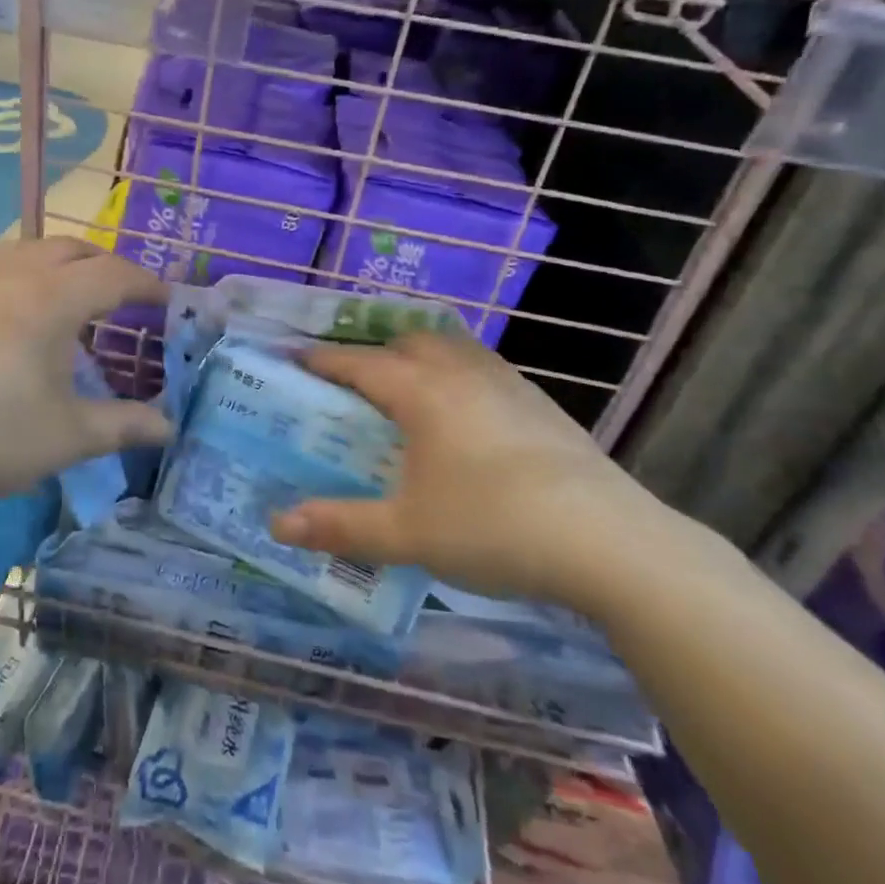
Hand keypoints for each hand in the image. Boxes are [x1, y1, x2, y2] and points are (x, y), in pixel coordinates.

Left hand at [0, 238, 171, 513]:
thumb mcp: (67, 436)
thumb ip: (124, 425)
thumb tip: (170, 428)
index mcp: (52, 298)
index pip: (115, 274)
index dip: (148, 284)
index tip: (169, 300)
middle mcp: (14, 272)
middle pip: (75, 249)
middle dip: (108, 267)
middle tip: (126, 301)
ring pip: (32, 249)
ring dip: (65, 265)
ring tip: (75, 303)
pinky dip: (27, 274)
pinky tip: (19, 314)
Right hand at [268, 334, 691, 616]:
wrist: (608, 542)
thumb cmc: (493, 527)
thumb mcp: (406, 533)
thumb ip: (340, 526)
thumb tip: (277, 525)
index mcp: (422, 392)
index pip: (359, 363)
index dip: (322, 360)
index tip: (293, 357)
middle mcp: (462, 373)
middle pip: (409, 341)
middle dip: (376, 352)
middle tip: (355, 383)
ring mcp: (508, 384)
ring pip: (453, 349)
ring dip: (422, 358)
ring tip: (410, 393)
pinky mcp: (542, 404)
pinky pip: (485, 370)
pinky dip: (459, 377)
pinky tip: (468, 419)